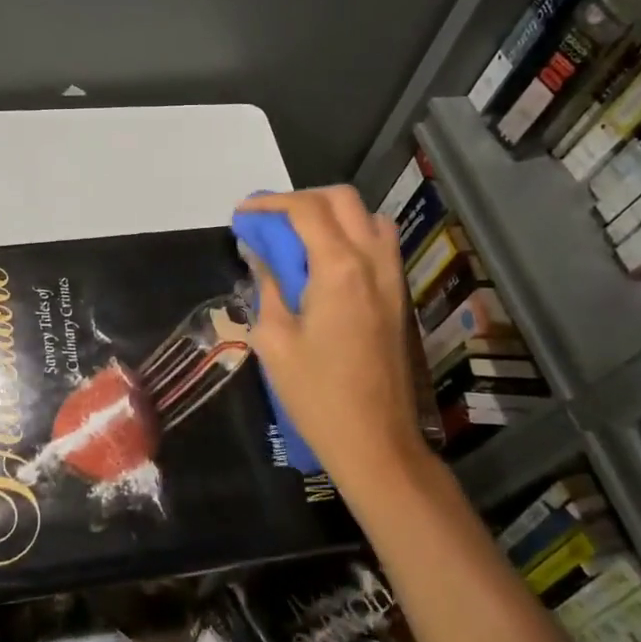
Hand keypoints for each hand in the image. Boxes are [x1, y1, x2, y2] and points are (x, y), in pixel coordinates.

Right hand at [238, 187, 425, 496]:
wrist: (375, 441)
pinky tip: (325, 264)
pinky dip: (351, 235)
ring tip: (298, 237)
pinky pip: (379, 244)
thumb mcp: (274, 339)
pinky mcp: (397, 297)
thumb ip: (268, 287)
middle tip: (270, 222)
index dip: (270, 204)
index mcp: (339, 269)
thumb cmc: (316, 394)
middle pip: (341, 200)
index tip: (242, 214)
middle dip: (301, 200)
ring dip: (332, 214)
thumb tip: (260, 257)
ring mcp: (391, 278)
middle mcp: (372, 262)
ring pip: (368, 217)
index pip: (306, 210)